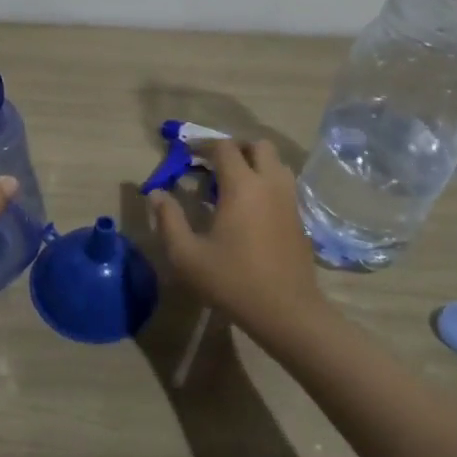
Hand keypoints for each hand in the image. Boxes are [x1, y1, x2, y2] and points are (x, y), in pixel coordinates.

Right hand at [146, 139, 328, 340]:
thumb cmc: (232, 281)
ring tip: (234, 182)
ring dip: (255, 163)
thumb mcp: (187, 255)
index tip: (187, 154)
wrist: (287, 312)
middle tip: (214, 164)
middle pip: (258, 146)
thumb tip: (157, 194)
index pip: (224, 147)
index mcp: (242, 186)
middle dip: (235, 147)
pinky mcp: (299, 218)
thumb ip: (169, 220)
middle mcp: (269, 184)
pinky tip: (251, 207)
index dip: (204, 144)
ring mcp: (289, 200)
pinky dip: (267, 182)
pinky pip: (284, 184)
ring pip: (277, 163)